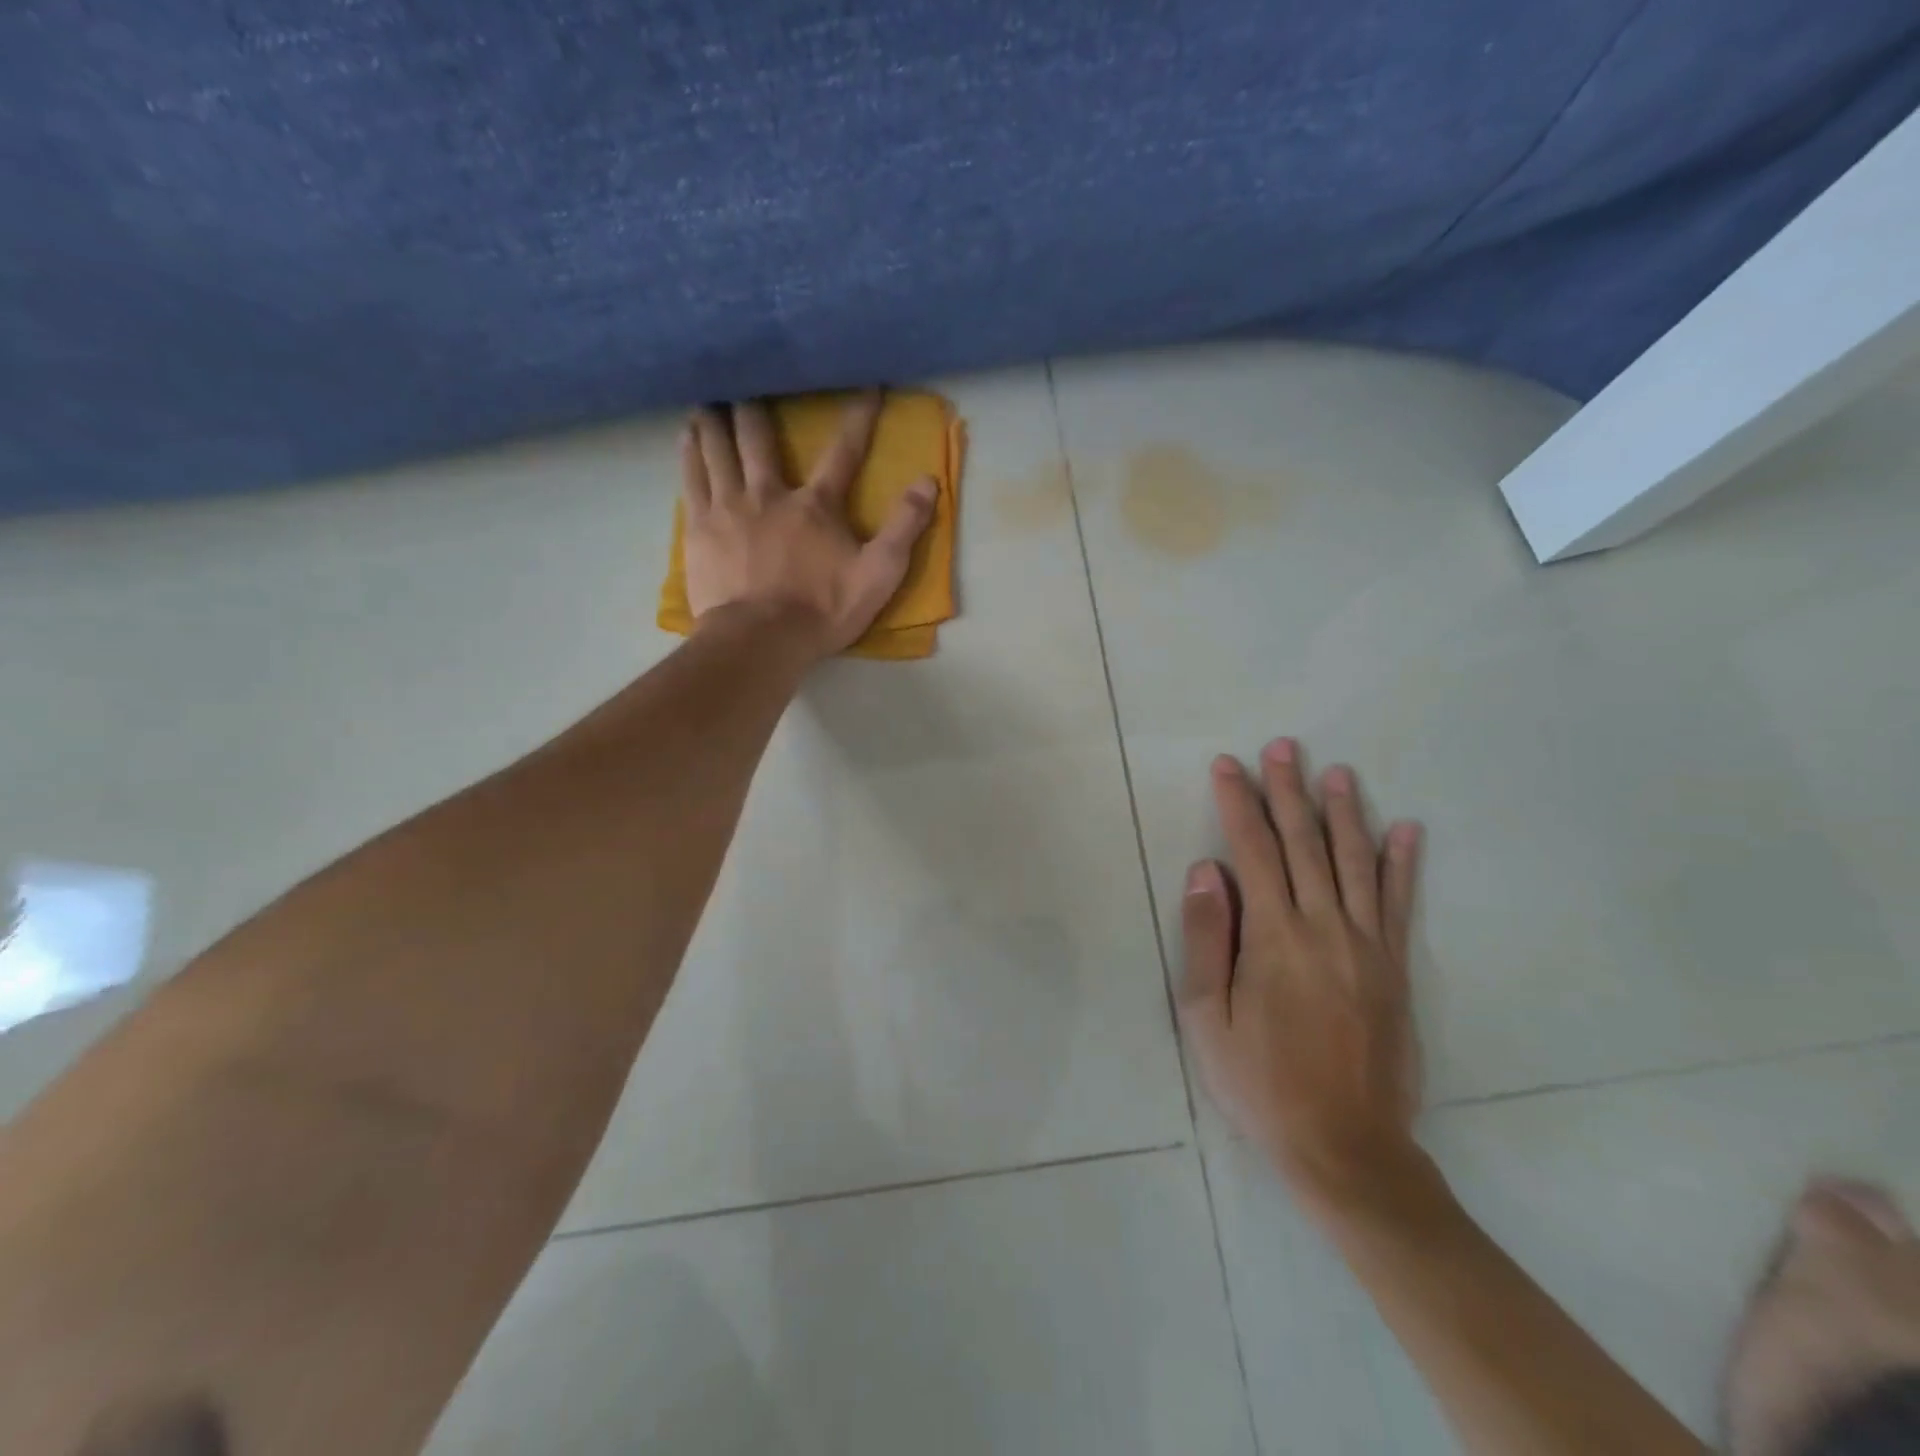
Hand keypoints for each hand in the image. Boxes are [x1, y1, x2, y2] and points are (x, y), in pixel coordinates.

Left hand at [680, 391, 937, 659]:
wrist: (760, 639)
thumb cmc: (822, 610)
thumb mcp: (879, 575)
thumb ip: (904, 528)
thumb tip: (928, 482)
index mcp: (816, 505)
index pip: (843, 452)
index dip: (859, 417)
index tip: (868, 386)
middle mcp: (769, 493)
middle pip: (759, 438)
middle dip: (758, 407)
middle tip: (751, 384)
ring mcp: (729, 507)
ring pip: (718, 448)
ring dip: (717, 420)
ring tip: (711, 400)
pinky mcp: (700, 528)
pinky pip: (692, 476)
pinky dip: (690, 450)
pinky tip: (687, 436)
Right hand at [1178, 738, 1424, 1210]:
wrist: (1345, 1146)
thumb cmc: (1260, 1081)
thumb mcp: (1208, 1016)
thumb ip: (1208, 937)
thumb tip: (1206, 870)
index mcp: (1274, 937)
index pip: (1252, 851)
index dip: (1237, 803)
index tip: (1227, 765)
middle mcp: (1325, 927)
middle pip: (1304, 844)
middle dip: (1288, 791)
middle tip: (1283, 746)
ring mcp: (1368, 946)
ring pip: (1355, 863)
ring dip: (1344, 813)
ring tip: (1337, 772)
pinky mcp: (1395, 968)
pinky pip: (1400, 905)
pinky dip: (1403, 864)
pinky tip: (1407, 830)